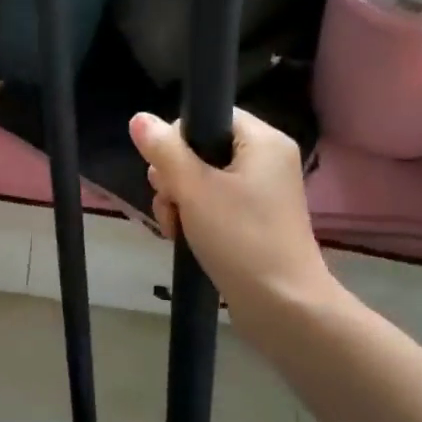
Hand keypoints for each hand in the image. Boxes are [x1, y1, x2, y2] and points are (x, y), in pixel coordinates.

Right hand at [129, 110, 337, 316]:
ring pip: (199, 180)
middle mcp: (265, 161)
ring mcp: (259, 193)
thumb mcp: (194, 190)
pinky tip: (184, 237)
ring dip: (177, 201)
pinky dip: (192, 218)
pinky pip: (211, 205)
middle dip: (173, 177)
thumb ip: (164, 151)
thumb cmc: (241, 238)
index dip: (179, 138)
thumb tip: (139, 118)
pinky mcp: (251, 221)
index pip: (209, 116)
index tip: (168, 171)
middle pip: (199, 149)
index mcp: (262, 141)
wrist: (282, 305)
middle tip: (173, 204)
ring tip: (176, 228)